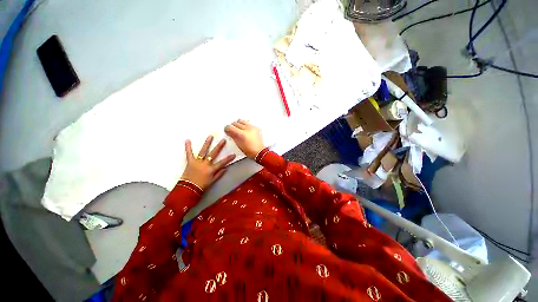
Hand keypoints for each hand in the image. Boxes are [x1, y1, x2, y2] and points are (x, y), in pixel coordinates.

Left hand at [181, 136, 235, 189]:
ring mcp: (197, 162)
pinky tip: (187, 140)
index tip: (234, 154)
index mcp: (211, 169)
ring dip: (207, 143)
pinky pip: (189, 153)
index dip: (228, 159)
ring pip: (203, 151)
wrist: (189, 188)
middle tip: (223, 140)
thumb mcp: (212, 181)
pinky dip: (188, 147)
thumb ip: (219, 174)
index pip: (222, 163)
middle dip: (219, 147)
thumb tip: (226, 168)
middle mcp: (205, 164)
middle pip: (213, 154)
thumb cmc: (201, 185)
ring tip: (210, 136)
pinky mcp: (190, 162)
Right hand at [224, 119, 264, 158]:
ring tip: (238, 129)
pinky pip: (248, 123)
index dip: (227, 128)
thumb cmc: (250, 151)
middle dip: (232, 126)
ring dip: (238, 124)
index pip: (230, 127)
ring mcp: (252, 128)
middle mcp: (247, 129)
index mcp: (242, 134)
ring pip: (242, 121)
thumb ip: (233, 136)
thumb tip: (229, 131)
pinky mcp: (256, 128)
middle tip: (232, 130)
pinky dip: (245, 125)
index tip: (227, 130)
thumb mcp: (238, 144)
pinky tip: (245, 129)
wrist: (259, 152)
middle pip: (236, 123)